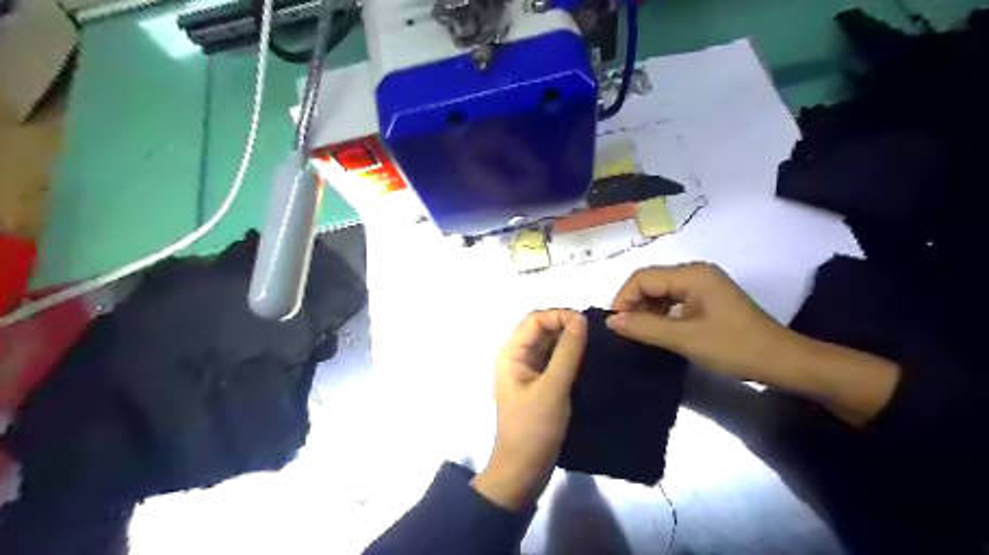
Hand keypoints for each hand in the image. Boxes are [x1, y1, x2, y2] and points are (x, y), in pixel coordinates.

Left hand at [470, 310, 584, 509]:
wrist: (524, 471)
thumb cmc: (533, 428)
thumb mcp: (553, 388)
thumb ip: (567, 352)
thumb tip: (581, 319)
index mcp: (512, 354)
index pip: (534, 320)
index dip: (559, 315)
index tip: (587, 325)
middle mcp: (518, 357)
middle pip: (542, 329)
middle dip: (566, 326)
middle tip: (596, 335)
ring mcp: (529, 372)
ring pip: (550, 345)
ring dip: (570, 341)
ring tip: (597, 345)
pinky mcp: (540, 385)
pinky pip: (555, 361)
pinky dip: (571, 357)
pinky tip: (590, 360)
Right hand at [602, 263, 802, 382]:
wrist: (782, 362)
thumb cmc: (734, 347)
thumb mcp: (684, 339)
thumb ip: (644, 327)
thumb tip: (611, 321)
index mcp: (692, 275)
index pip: (643, 278)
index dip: (624, 299)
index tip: (616, 325)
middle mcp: (696, 273)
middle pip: (651, 282)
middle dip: (634, 305)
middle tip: (626, 332)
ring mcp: (703, 286)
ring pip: (661, 292)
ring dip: (646, 311)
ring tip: (640, 334)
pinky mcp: (708, 300)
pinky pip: (674, 301)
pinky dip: (661, 315)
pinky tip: (658, 332)